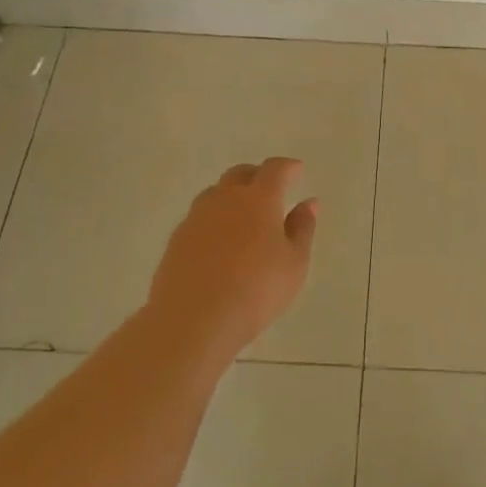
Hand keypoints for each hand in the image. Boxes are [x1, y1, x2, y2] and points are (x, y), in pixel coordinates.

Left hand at [143, 157, 317, 361]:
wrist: (194, 319)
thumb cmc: (257, 289)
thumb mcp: (294, 262)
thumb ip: (302, 228)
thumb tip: (308, 203)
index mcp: (258, 199)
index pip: (274, 170)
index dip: (287, 167)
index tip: (297, 170)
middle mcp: (225, 199)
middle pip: (239, 175)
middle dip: (257, 176)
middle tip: (270, 189)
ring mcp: (196, 218)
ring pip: (215, 194)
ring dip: (231, 196)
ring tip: (243, 215)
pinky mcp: (177, 240)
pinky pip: (199, 218)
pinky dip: (214, 220)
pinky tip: (220, 242)